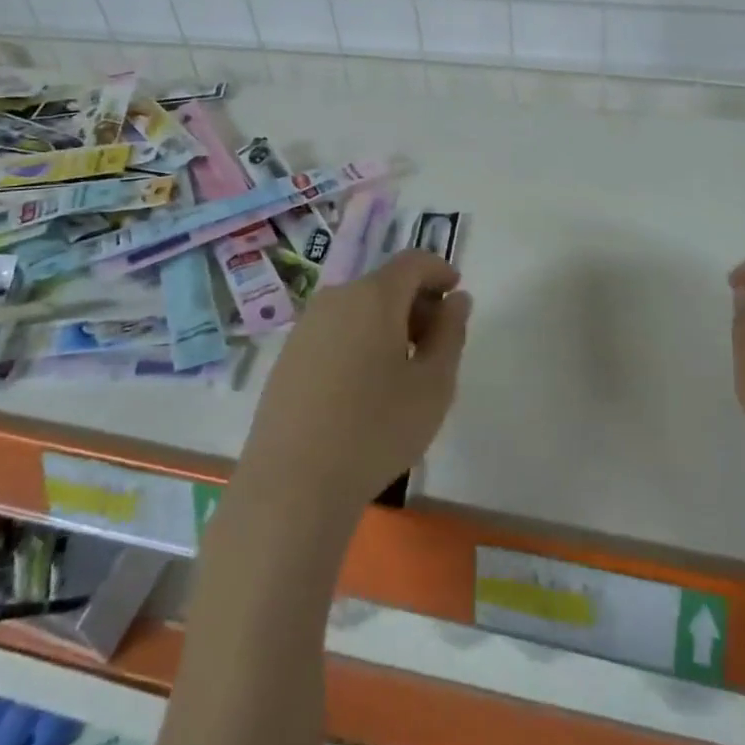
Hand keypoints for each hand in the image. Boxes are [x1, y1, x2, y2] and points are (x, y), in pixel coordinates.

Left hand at [241, 250, 470, 513]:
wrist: (293, 484)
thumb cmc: (376, 430)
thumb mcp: (433, 384)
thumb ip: (451, 333)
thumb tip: (456, 300)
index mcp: (374, 296)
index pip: (413, 261)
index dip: (439, 270)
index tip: (456, 293)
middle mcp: (336, 298)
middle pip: (385, 284)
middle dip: (416, 302)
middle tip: (436, 344)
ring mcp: (306, 326)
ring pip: (358, 308)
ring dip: (387, 323)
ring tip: (402, 370)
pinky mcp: (288, 355)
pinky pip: (335, 331)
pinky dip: (359, 340)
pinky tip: (364, 387)